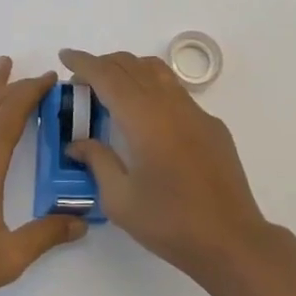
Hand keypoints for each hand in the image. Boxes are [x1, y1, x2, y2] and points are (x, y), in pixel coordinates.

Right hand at [57, 48, 273, 283]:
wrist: (230, 239)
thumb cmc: (170, 222)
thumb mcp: (120, 200)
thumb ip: (97, 161)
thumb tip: (78, 143)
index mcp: (144, 118)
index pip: (108, 76)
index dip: (84, 62)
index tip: (65, 56)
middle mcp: (170, 104)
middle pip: (132, 65)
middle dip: (104, 64)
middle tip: (82, 81)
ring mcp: (195, 111)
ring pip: (157, 71)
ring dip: (130, 70)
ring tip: (112, 89)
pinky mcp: (211, 125)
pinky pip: (176, 92)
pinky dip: (152, 88)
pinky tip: (147, 117)